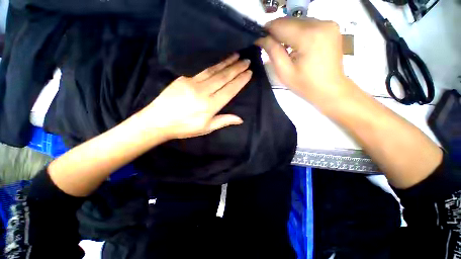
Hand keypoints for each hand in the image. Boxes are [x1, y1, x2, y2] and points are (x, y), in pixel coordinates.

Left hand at [139, 53, 251, 139]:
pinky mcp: (184, 78)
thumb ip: (223, 121)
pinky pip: (202, 70)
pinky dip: (213, 65)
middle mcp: (203, 92)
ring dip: (226, 62)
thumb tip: (240, 119)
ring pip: (213, 70)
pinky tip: (219, 61)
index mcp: (210, 106)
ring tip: (236, 55)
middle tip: (246, 61)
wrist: (158, 121)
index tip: (248, 73)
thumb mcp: (206, 128)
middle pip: (223, 77)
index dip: (240, 81)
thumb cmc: (185, 127)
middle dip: (236, 68)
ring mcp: (192, 83)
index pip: (229, 90)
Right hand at [257, 18, 354, 106]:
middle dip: (278, 31)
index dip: (268, 30)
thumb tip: (261, 38)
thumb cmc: (305, 85)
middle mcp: (321, 23)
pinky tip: (296, 44)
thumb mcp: (284, 72)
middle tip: (270, 44)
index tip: (260, 39)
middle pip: (290, 20)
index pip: (281, 25)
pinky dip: (299, 32)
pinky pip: (309, 24)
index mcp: (309, 37)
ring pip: (299, 21)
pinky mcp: (332, 27)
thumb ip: (273, 52)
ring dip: (288, 31)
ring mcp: (329, 23)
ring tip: (284, 47)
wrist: (330, 89)